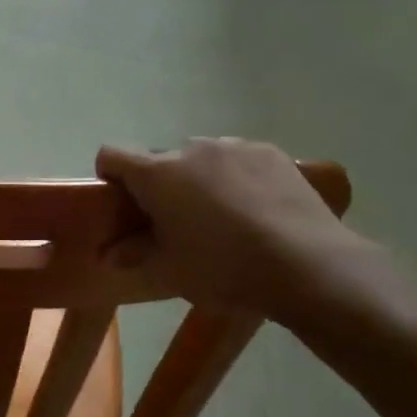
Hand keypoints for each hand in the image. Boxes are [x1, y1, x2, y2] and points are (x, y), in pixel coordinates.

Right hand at [96, 138, 367, 313]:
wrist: (309, 265)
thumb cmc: (224, 268)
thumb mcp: (170, 270)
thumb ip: (133, 255)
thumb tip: (108, 254)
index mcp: (157, 173)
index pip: (112, 154)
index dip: (110, 175)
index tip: (122, 203)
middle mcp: (191, 148)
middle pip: (161, 159)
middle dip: (161, 184)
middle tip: (177, 221)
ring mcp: (234, 146)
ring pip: (202, 158)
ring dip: (200, 178)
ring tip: (223, 217)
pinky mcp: (271, 153)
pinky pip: (238, 159)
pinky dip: (236, 176)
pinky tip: (256, 209)